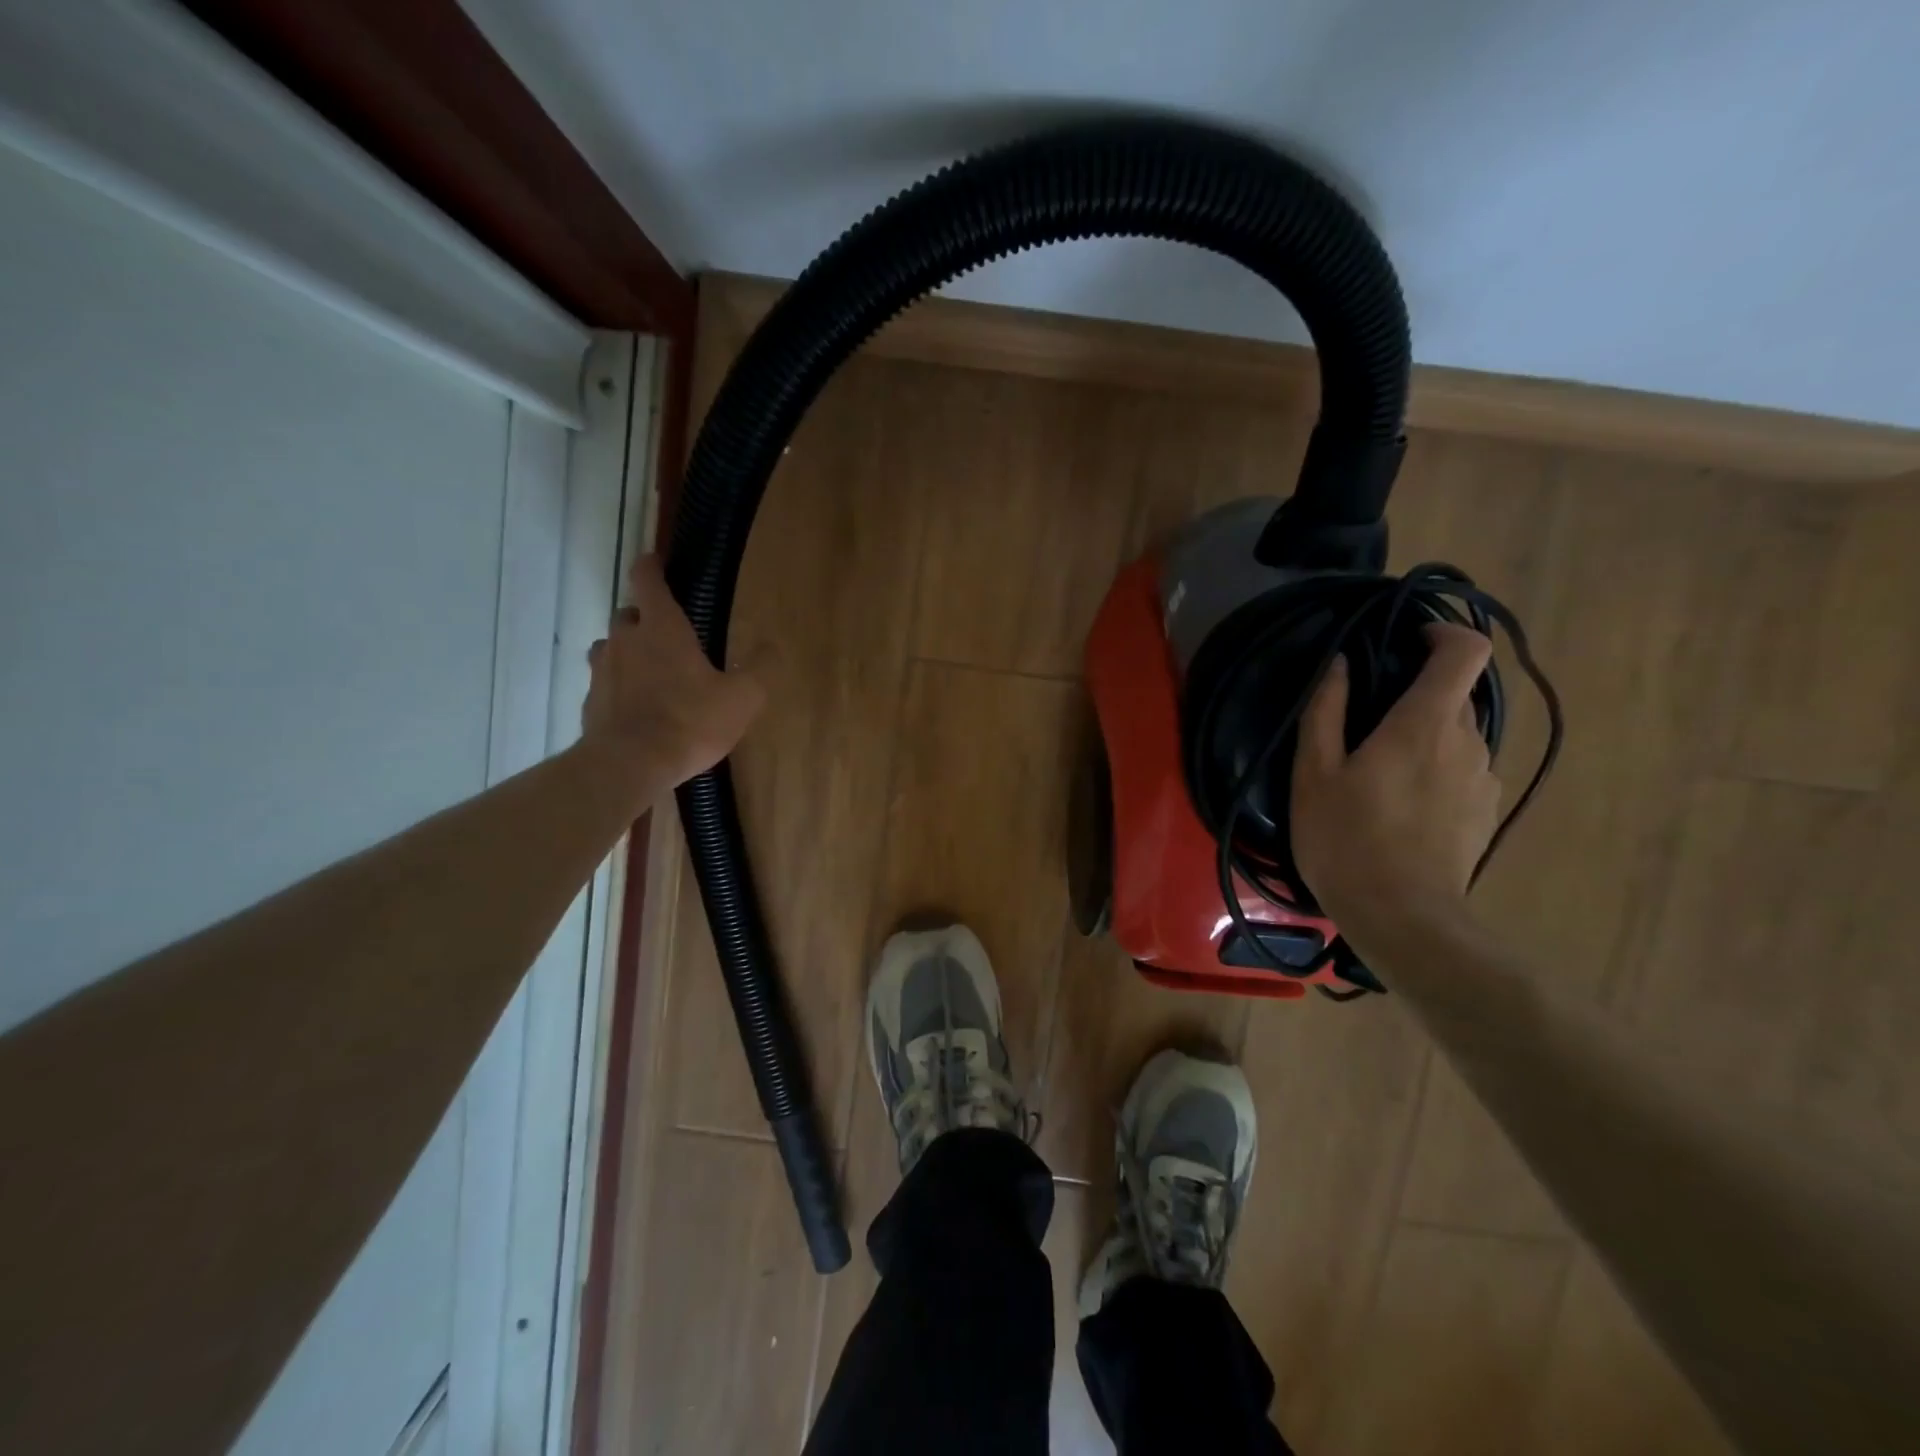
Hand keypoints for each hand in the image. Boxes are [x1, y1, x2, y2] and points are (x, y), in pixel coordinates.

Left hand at [582, 554, 765, 790]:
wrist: (630, 765)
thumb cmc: (690, 722)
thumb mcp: (742, 698)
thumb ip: (759, 669)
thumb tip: (772, 647)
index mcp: (662, 628)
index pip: (647, 579)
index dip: (651, 566)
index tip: (656, 561)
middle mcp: (625, 640)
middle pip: (628, 613)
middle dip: (646, 619)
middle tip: (671, 637)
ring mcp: (602, 671)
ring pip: (611, 647)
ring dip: (629, 652)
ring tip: (652, 673)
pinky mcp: (590, 702)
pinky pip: (605, 683)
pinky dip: (619, 687)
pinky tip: (638, 710)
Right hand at [1290, 623, 1500, 936]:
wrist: (1403, 918)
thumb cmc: (1346, 838)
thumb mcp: (1314, 773)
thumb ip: (1326, 711)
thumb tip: (1341, 665)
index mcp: (1425, 723)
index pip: (1466, 651)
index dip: (1444, 633)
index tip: (1408, 640)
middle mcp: (1468, 742)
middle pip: (1455, 695)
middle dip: (1415, 695)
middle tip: (1366, 724)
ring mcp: (1483, 779)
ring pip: (1457, 736)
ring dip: (1424, 737)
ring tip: (1378, 774)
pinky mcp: (1485, 811)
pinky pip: (1462, 771)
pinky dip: (1435, 770)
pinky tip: (1400, 808)